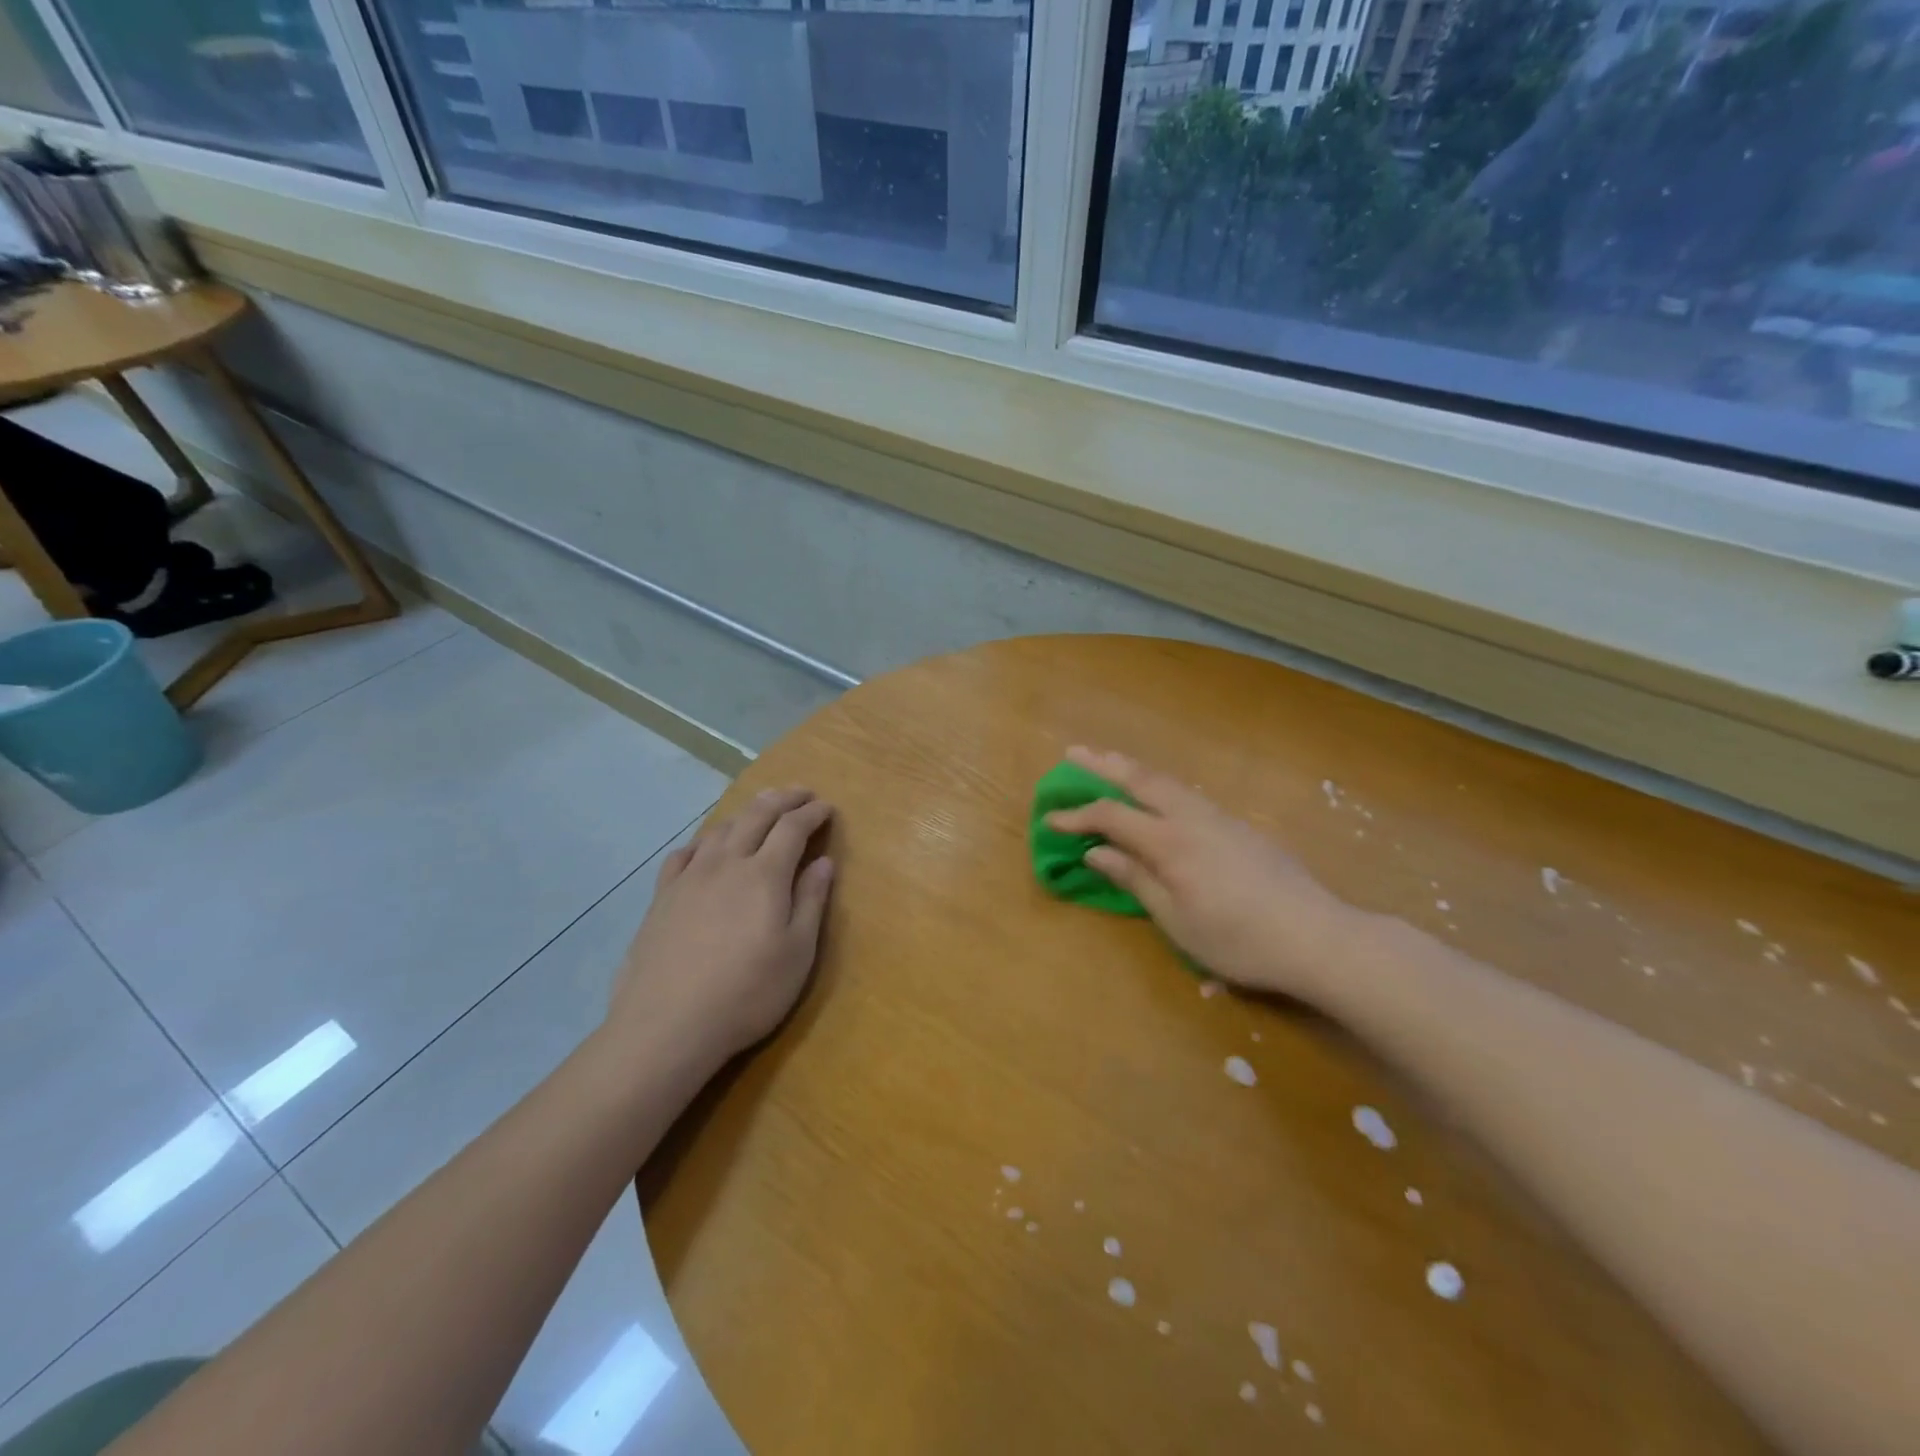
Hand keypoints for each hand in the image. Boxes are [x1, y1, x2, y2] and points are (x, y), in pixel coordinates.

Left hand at [610, 787, 835, 1071]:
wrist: (666, 1025)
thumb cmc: (747, 993)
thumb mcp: (797, 953)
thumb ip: (811, 901)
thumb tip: (824, 861)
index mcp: (765, 875)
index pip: (792, 828)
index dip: (812, 813)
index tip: (827, 807)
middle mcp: (727, 863)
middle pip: (756, 815)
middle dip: (782, 798)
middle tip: (801, 792)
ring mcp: (689, 878)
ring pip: (720, 829)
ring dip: (745, 812)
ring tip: (760, 809)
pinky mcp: (661, 898)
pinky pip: (683, 854)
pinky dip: (703, 841)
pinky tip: (705, 848)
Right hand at [1044, 747, 1354, 1002]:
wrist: (1318, 936)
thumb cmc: (1239, 939)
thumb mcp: (1177, 920)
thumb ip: (1135, 879)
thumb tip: (1097, 852)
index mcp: (1171, 842)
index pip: (1113, 817)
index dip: (1078, 815)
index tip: (1050, 817)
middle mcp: (1193, 818)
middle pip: (1141, 780)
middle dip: (1104, 764)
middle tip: (1073, 752)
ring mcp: (1220, 818)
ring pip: (1168, 781)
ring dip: (1133, 769)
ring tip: (1109, 760)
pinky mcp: (1239, 826)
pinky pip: (1187, 793)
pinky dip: (1160, 784)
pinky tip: (1158, 794)